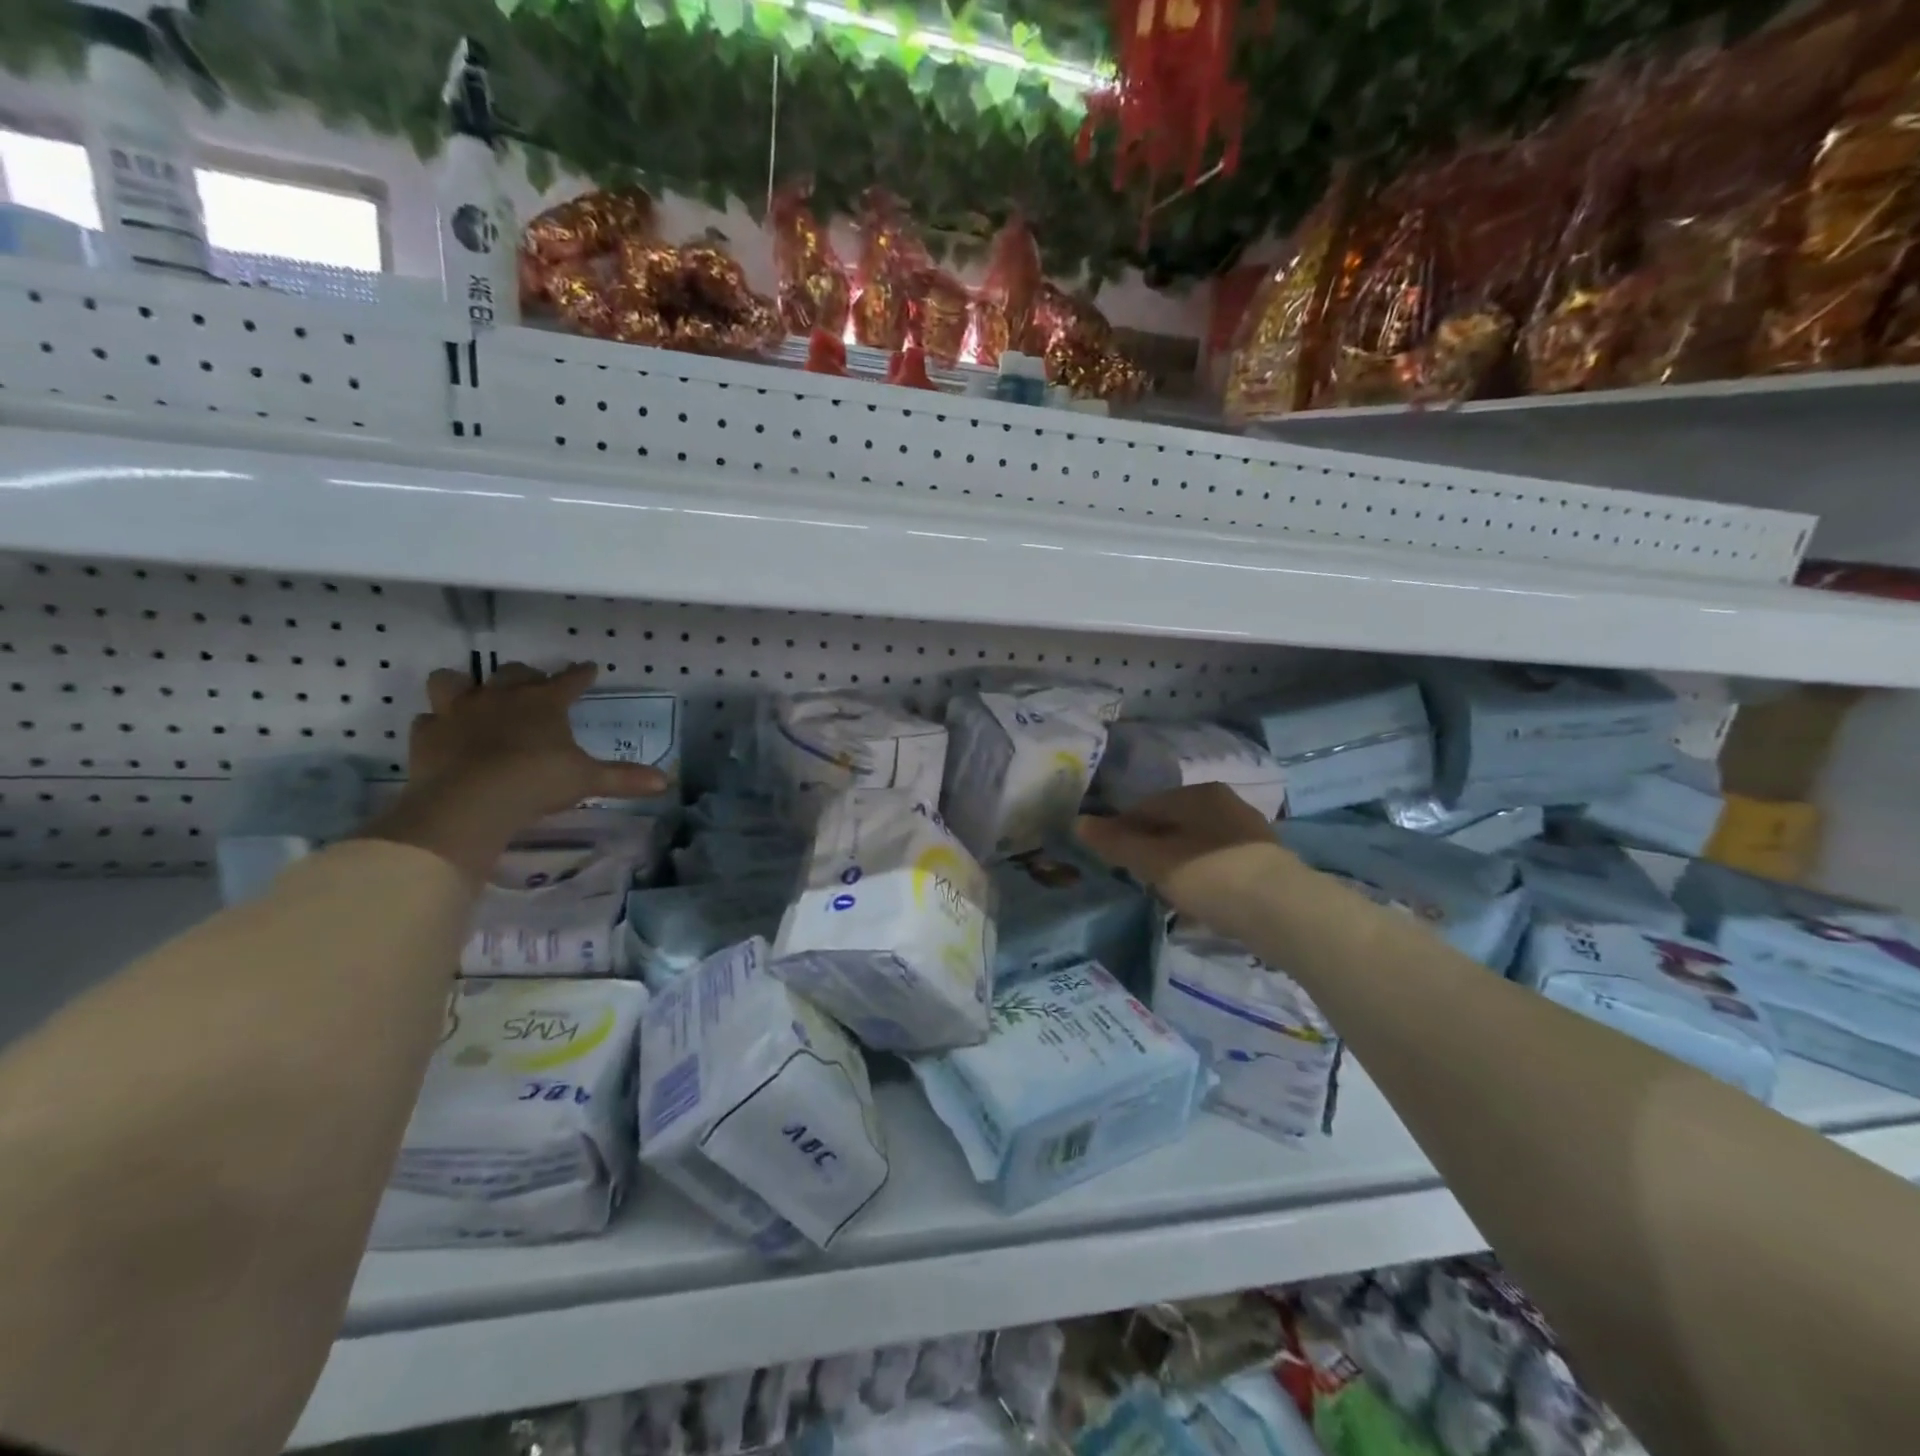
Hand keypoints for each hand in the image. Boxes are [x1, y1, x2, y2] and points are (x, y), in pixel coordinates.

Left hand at [411, 661, 666, 816]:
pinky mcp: (427, 735)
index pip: (569, 680)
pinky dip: (436, 725)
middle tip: (534, 688)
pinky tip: (445, 736)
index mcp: (544, 703)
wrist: (470, 800)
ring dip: (464, 687)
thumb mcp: (587, 780)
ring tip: (474, 699)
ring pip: (454, 681)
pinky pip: (428, 721)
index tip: (589, 668)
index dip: (581, 675)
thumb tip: (666, 781)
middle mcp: (501, 697)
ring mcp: (458, 712)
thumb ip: (624, 778)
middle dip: (526, 676)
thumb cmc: (537, 781)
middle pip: (514, 672)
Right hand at [1075, 784, 1289, 935]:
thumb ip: (1116, 842)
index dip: (1122, 831)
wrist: (1284, 911)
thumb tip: (1078, 822)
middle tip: (1138, 878)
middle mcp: (1225, 804)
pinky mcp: (1265, 863)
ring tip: (1167, 894)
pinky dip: (1203, 878)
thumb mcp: (1153, 860)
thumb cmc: (1210, 875)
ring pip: (1196, 845)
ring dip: (1177, 865)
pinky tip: (1200, 903)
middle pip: (1172, 825)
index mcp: (1197, 794)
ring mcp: (1249, 833)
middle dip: (1151, 848)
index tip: (1112, 859)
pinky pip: (1219, 865)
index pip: (1145, 807)